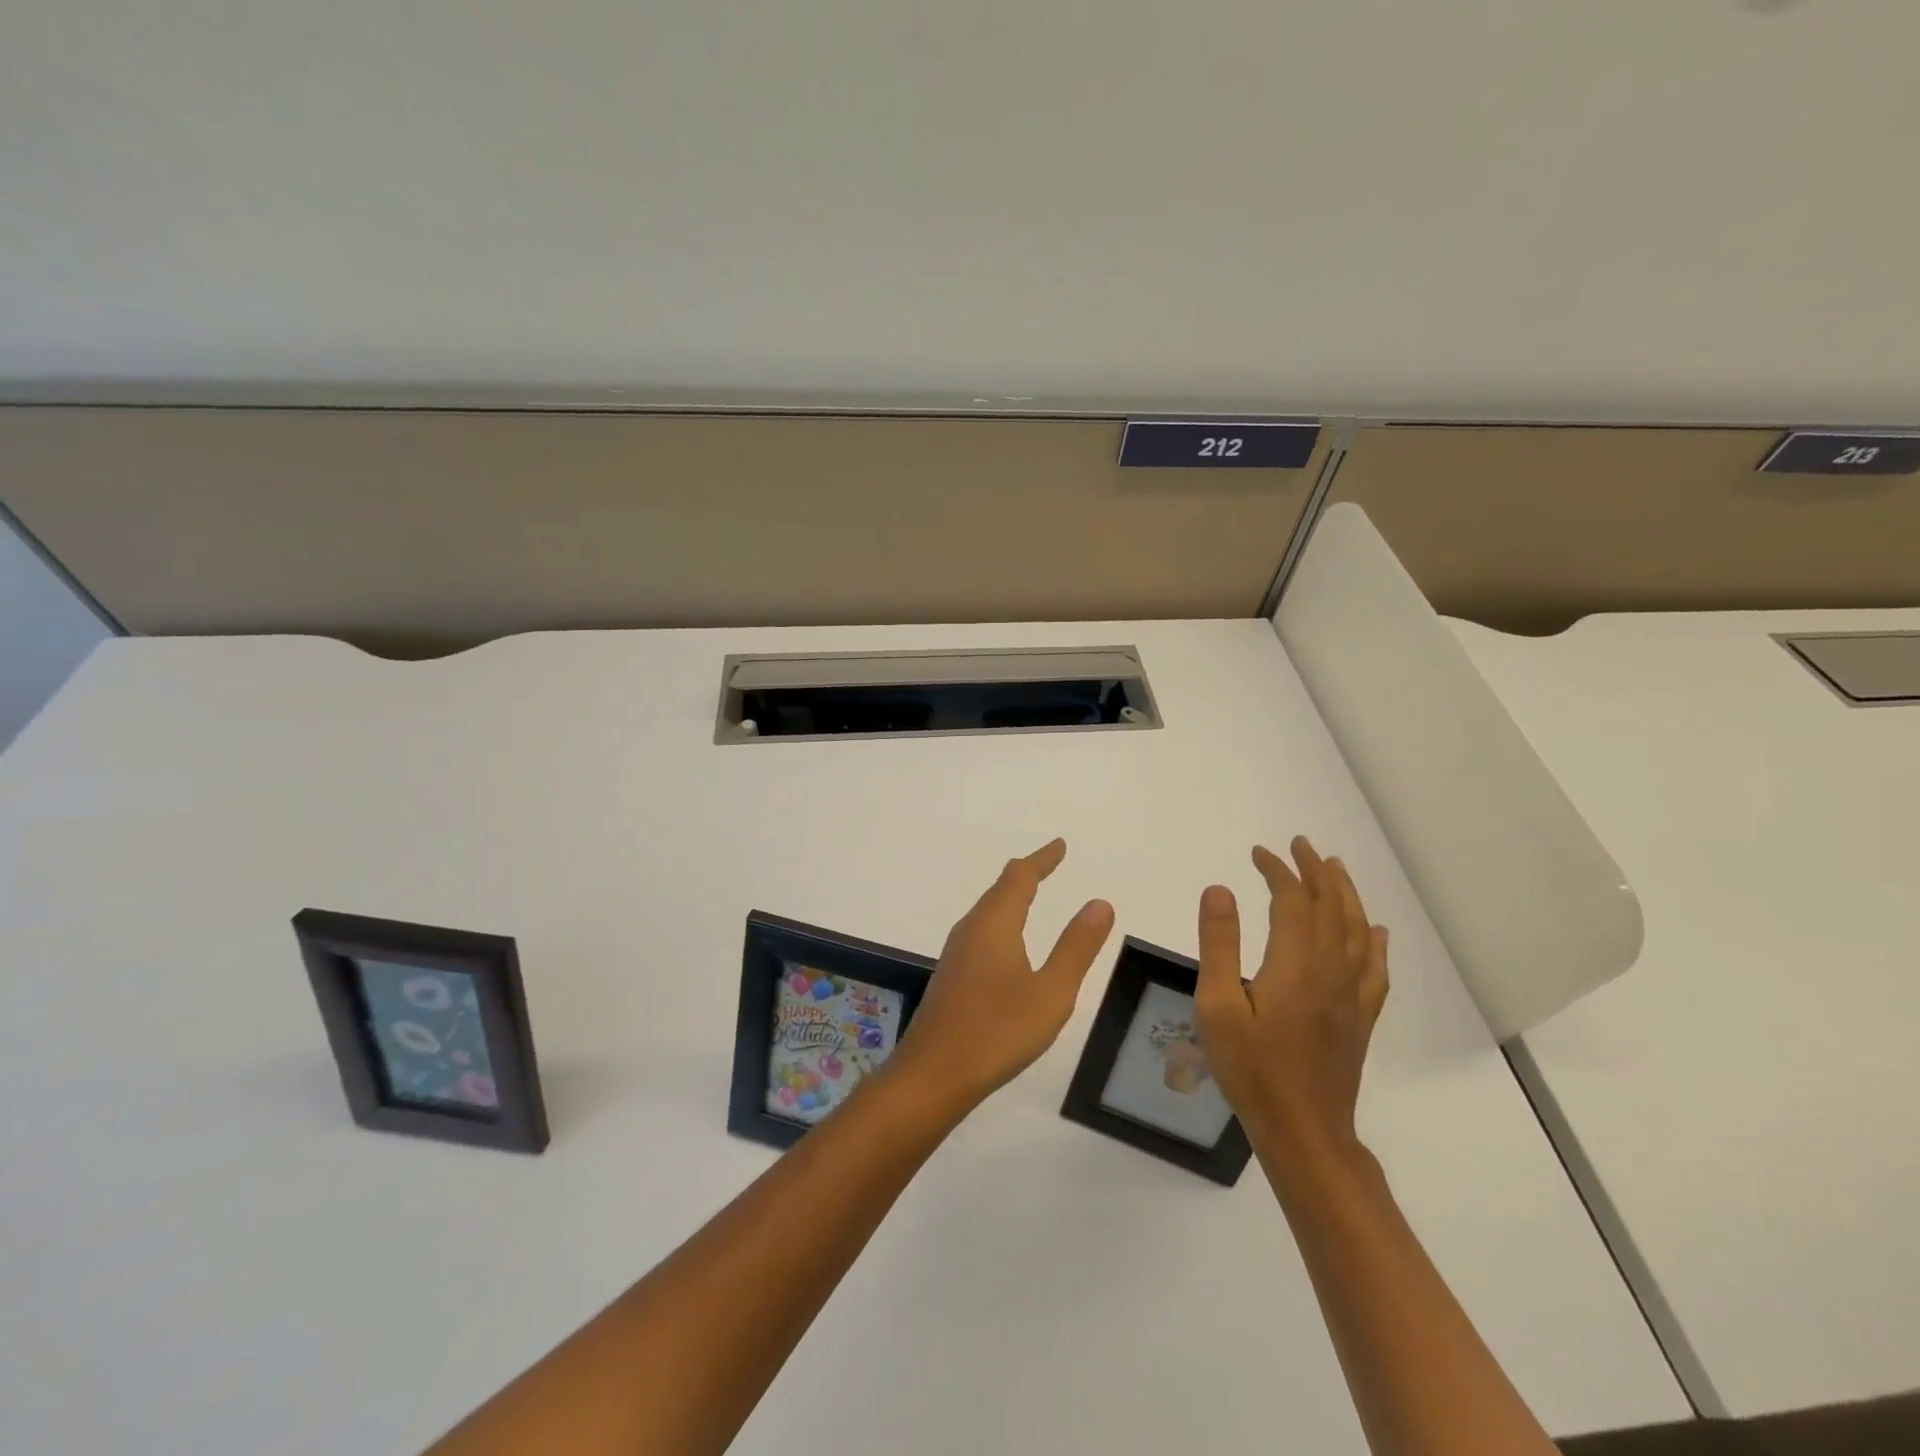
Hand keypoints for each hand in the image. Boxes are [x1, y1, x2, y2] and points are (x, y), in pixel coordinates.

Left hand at [888, 839, 1114, 1112]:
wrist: (933, 1074)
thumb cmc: (997, 1031)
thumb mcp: (1051, 992)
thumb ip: (1076, 947)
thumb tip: (1099, 903)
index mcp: (995, 923)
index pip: (1020, 877)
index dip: (1042, 859)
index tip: (1060, 845)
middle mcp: (971, 928)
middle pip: (1000, 889)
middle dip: (1027, 874)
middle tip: (1049, 864)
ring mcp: (957, 952)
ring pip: (988, 911)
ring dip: (1011, 897)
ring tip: (1031, 894)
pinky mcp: (952, 975)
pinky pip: (981, 931)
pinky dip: (1002, 920)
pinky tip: (1007, 943)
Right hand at [1193, 837, 1388, 1163]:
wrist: (1303, 1131)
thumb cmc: (1251, 1069)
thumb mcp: (1217, 1006)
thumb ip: (1218, 944)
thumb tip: (1220, 889)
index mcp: (1296, 964)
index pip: (1293, 901)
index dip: (1278, 871)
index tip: (1259, 853)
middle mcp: (1331, 971)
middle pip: (1331, 907)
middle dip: (1315, 871)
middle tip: (1299, 845)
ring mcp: (1352, 996)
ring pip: (1357, 930)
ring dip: (1346, 895)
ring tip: (1335, 869)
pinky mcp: (1360, 1019)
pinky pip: (1376, 968)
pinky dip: (1375, 941)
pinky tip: (1376, 931)